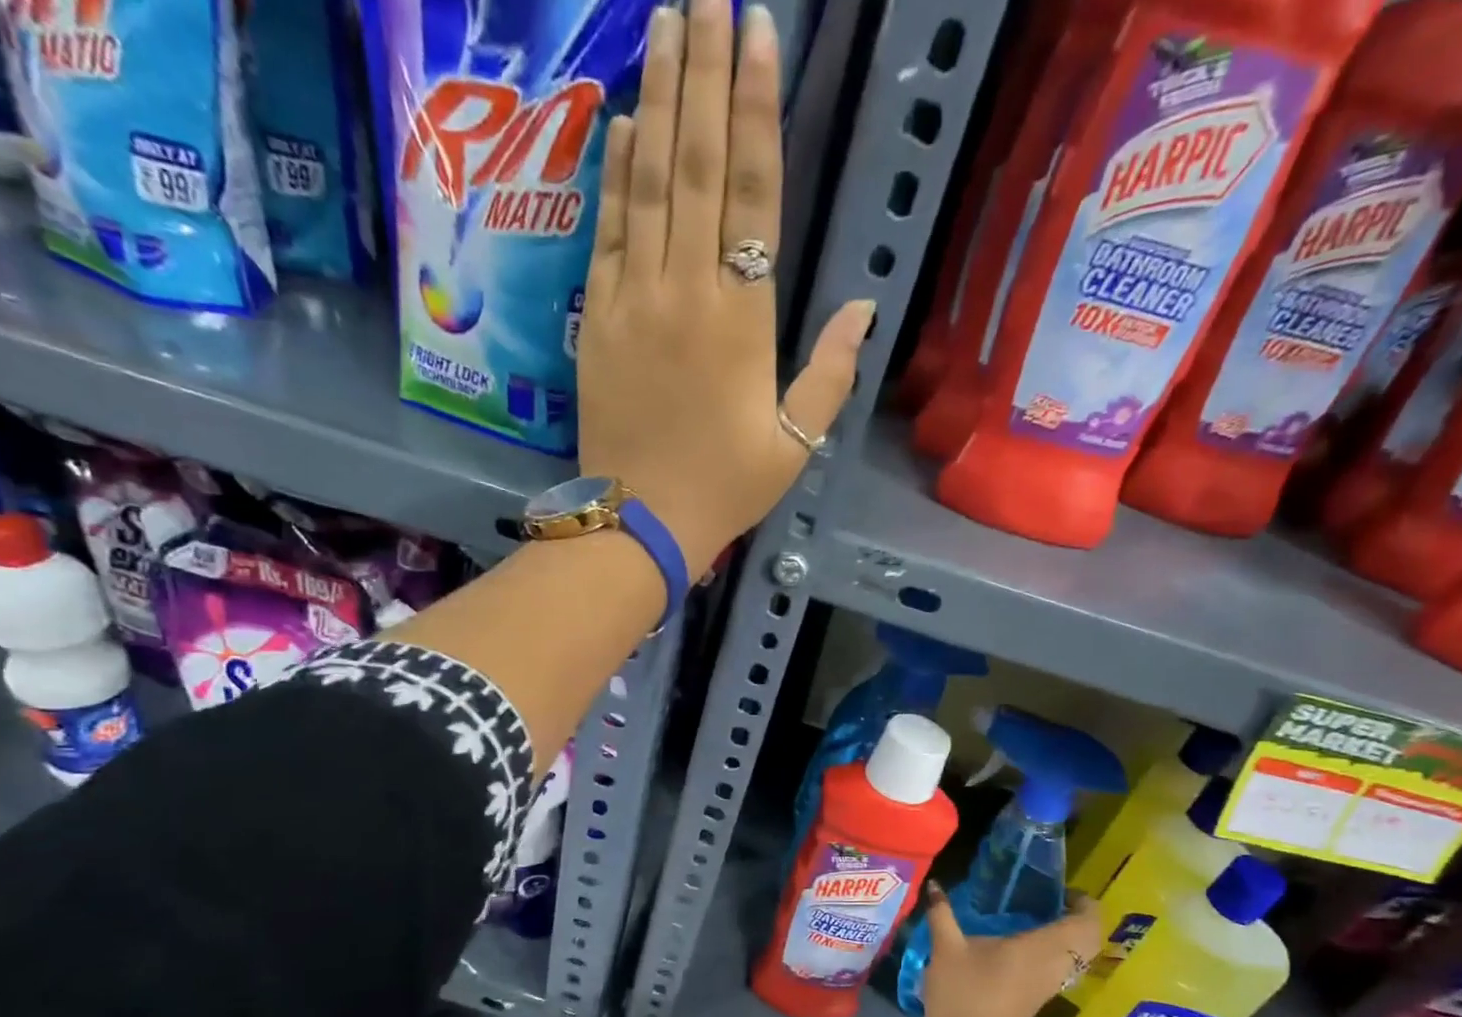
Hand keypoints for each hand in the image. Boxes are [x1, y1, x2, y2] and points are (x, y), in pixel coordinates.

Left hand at [577, 0, 874, 577]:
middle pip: (696, 164)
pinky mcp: (598, 317)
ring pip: (646, 182)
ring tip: (665, 25)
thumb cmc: (724, 487)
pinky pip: (606, 230)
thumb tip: (863, 309)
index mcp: (742, 318)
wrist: (641, 522)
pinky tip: (623, 122)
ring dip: (657, 100)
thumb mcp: (795, 442)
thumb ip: (829, 373)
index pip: (753, 193)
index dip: (756, 108)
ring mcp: (633, 298)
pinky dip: (614, 172)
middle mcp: (685, 290)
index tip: (758, 30)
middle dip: (703, 73)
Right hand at [920, 886, 1104, 1016]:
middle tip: (1055, 900)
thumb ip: (942, 914)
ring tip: (1041, 915)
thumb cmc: (962, 994)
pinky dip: (1057, 950)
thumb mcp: (946, 949)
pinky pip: (1063, 967)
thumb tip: (935, 884)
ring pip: (1079, 956)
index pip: (1085, 923)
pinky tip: (1027, 942)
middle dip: (1081, 917)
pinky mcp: (1039, 997)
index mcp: (1039, 949)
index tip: (1063, 889)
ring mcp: (1049, 985)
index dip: (1085, 903)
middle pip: (1089, 940)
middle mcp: (1053, 966)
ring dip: (1070, 935)